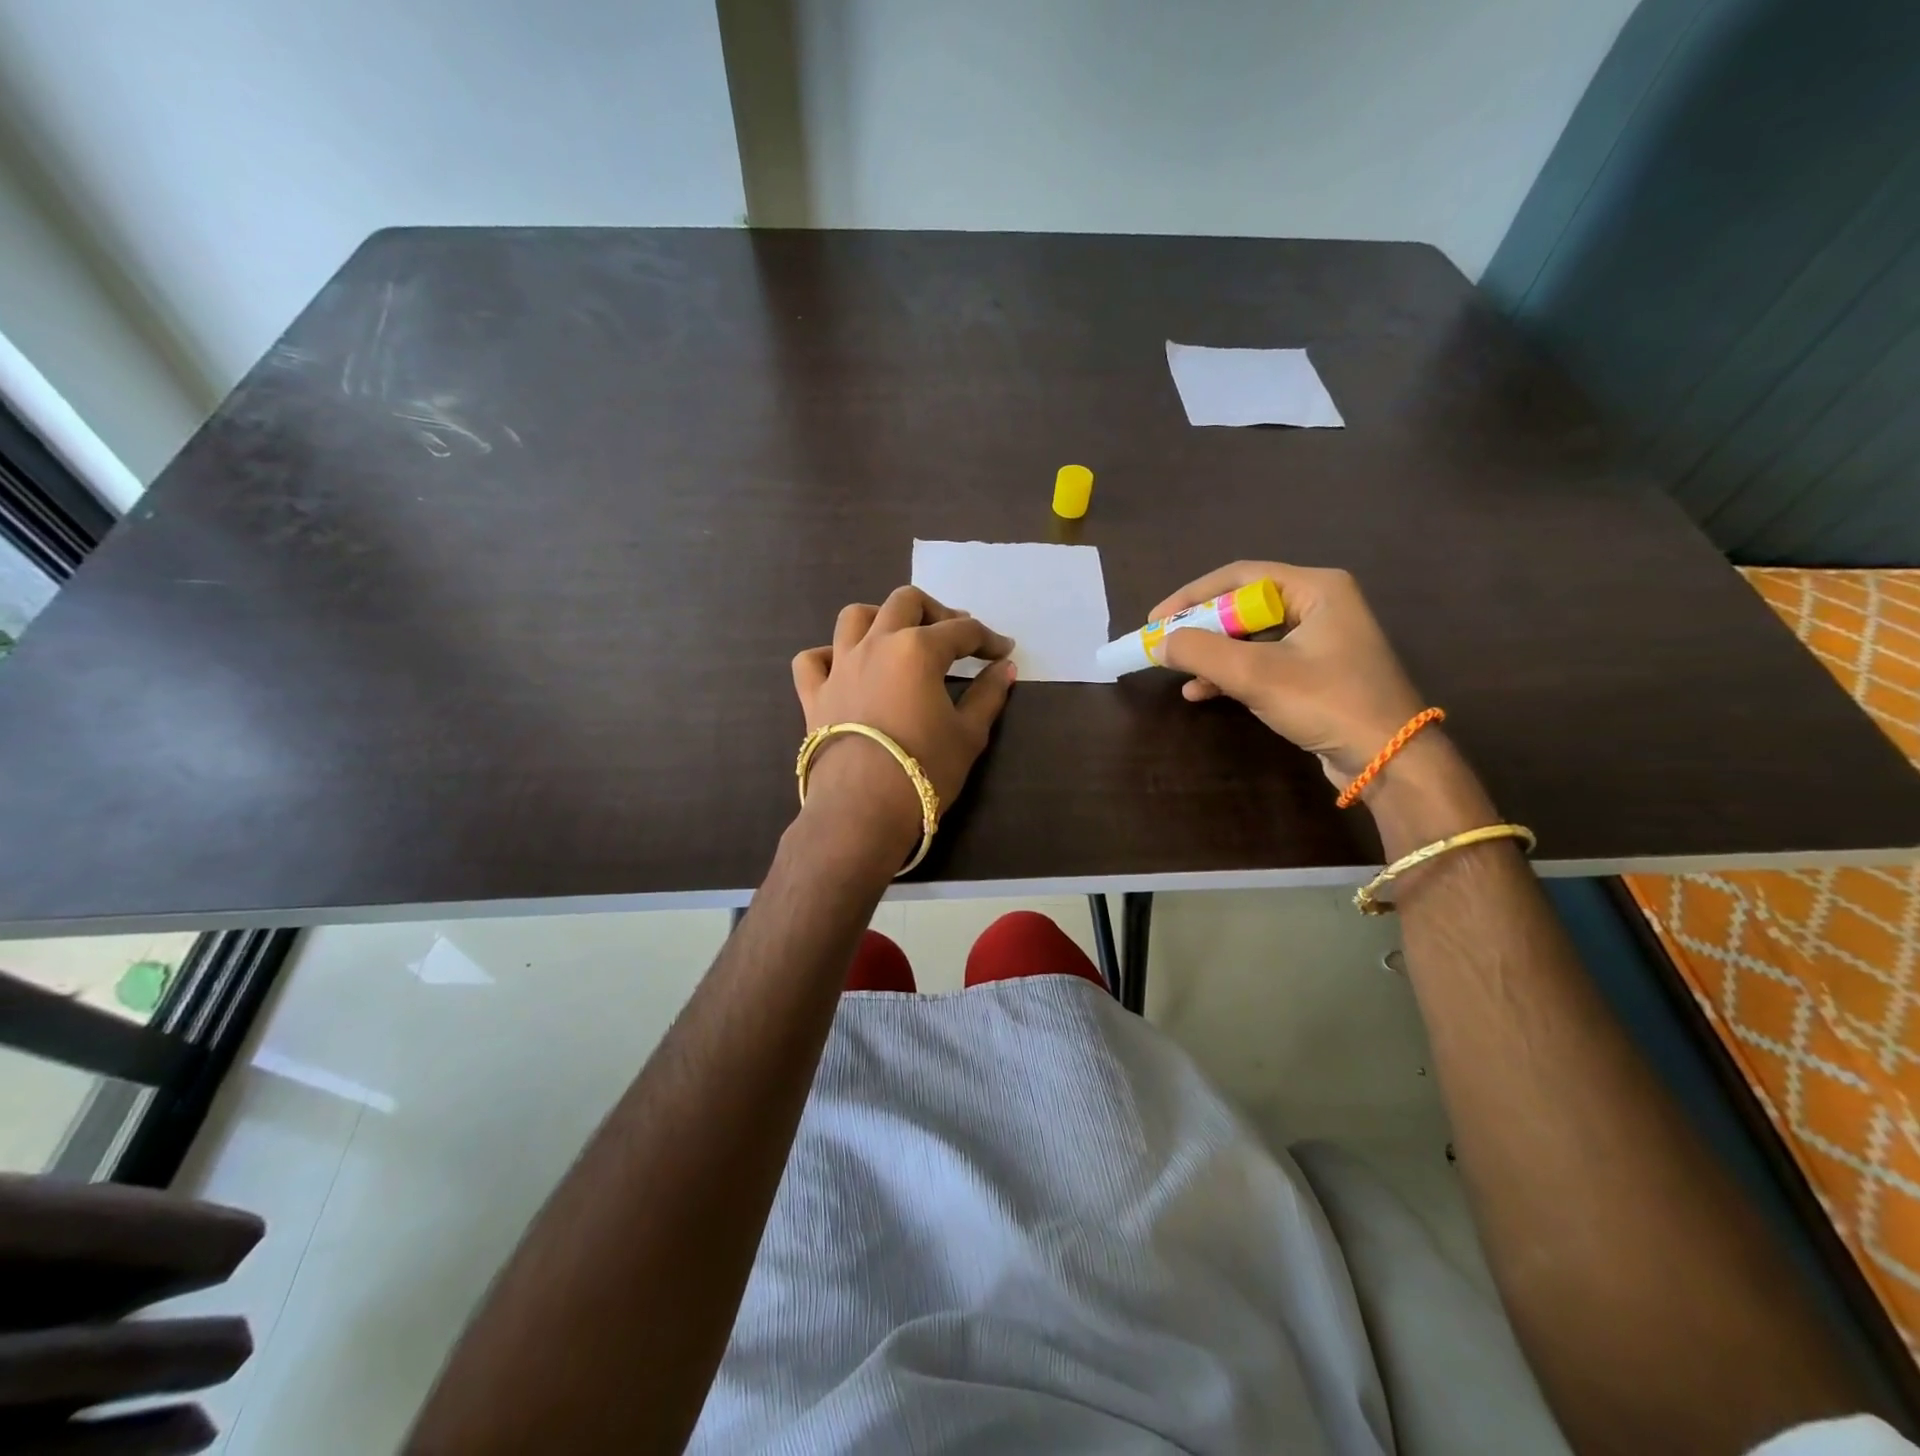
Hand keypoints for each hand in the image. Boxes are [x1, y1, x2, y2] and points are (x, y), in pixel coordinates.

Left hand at [791, 586, 1016, 855]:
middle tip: (954, 636)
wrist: (862, 808)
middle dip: (936, 611)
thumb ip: (988, 695)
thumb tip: (1004, 668)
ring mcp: (840, 666)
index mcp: (918, 649)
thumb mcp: (969, 734)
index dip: (988, 639)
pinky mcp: (814, 693)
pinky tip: (845, 668)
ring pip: (855, 617)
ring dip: (880, 618)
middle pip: (906, 602)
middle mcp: (876, 644)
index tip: (1003, 651)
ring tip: (897, 637)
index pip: (962, 631)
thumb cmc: (925, 770)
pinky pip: (813, 660)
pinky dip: (829, 656)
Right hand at [1150, 561, 1425, 785]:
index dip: (1191, 596)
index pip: (1239, 577)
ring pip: (1249, 637)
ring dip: (1212, 655)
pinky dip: (1230, 674)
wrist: (1389, 760)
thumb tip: (1158, 642)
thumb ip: (1201, 652)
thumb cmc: (1327, 702)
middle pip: (1243, 606)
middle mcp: (1320, 605)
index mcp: (1316, 588)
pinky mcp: (1316, 672)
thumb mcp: (1257, 674)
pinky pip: (1262, 661)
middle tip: (1164, 645)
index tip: (1155, 620)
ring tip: (1178, 673)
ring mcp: (1320, 640)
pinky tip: (1201, 693)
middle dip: (1200, 629)